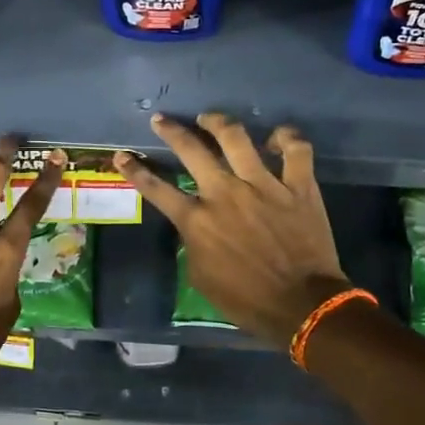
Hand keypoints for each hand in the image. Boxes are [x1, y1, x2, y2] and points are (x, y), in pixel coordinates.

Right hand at [114, 113, 348, 346]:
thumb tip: (196, 227)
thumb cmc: (246, 300)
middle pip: (191, 150)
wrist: (302, 305)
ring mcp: (263, 185)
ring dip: (218, 122)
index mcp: (197, 221)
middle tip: (162, 120)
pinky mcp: (298, 186)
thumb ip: (193, 244)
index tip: (122, 155)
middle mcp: (225, 194)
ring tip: (210, 118)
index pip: (156, 189)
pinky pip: (295, 149)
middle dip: (171, 130)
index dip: (135, 170)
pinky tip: (276, 138)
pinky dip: (286, 138)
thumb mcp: (201, 278)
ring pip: (236, 137)